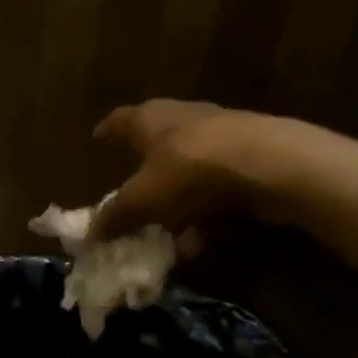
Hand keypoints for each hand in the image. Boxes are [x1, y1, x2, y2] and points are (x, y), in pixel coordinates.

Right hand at [89, 99, 317, 240]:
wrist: (267, 165)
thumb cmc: (188, 171)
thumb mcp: (141, 200)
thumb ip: (115, 217)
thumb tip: (89, 234)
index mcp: (151, 119)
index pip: (121, 119)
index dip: (108, 130)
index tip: (98, 136)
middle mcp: (185, 119)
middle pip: (160, 142)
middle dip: (147, 172)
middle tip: (136, 192)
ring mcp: (223, 136)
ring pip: (192, 171)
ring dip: (180, 203)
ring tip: (173, 235)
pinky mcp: (252, 157)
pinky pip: (219, 188)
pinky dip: (209, 212)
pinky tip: (206, 239)